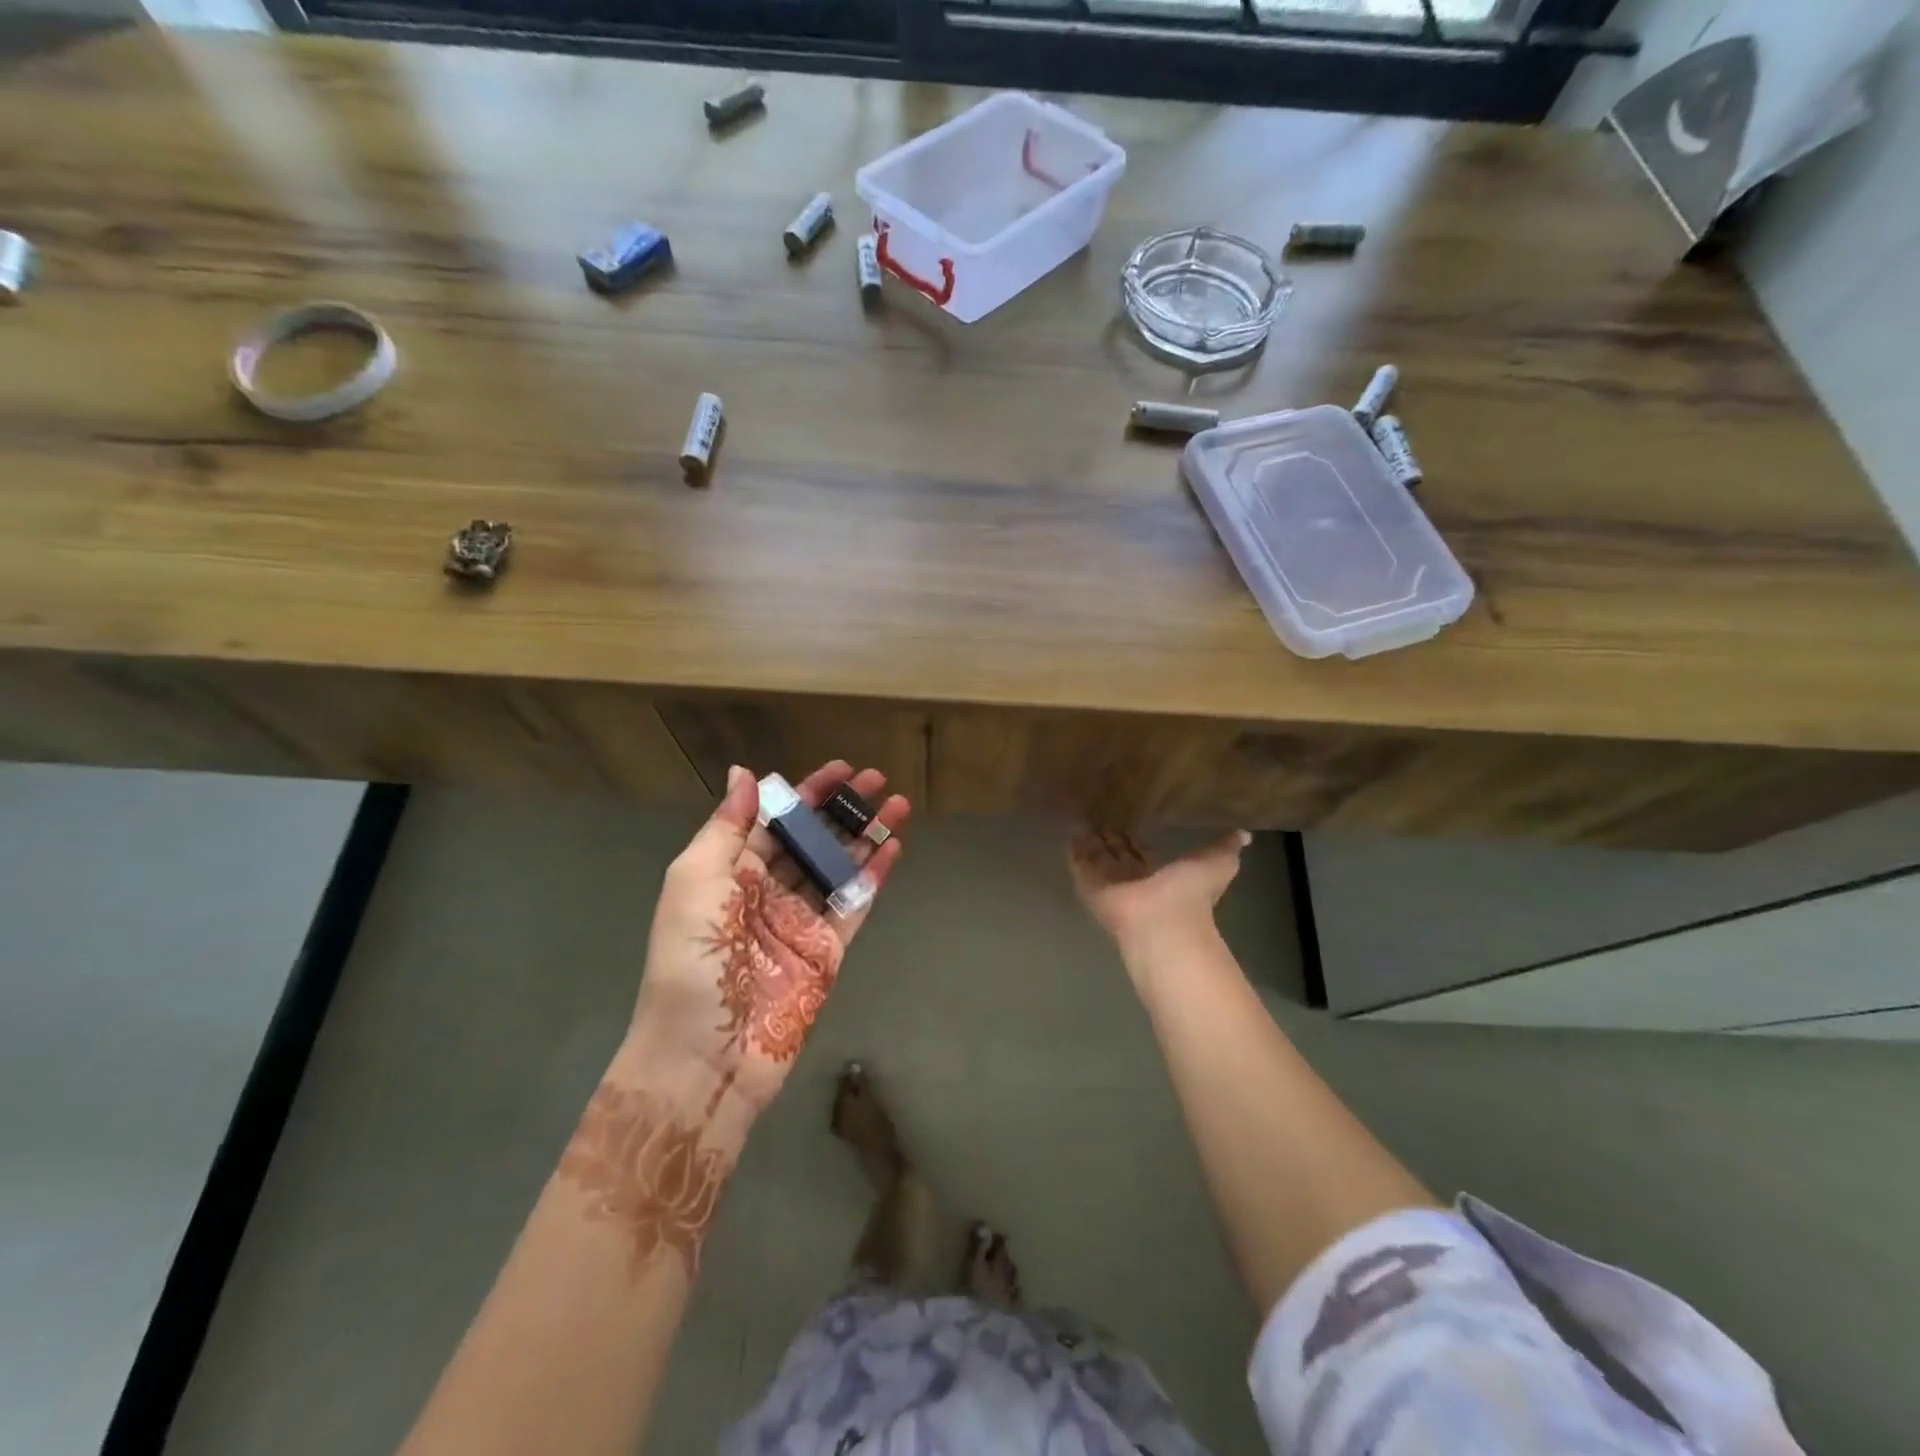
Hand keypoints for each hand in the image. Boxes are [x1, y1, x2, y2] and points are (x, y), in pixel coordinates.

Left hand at [626, 760, 907, 1118]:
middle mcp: (767, 891)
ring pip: (839, 867)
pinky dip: (874, 876)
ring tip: (898, 805)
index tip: (839, 768)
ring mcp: (800, 921)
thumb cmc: (693, 959)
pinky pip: (854, 904)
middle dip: (842, 808)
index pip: (774, 820)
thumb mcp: (694, 882)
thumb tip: (744, 773)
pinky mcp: (827, 951)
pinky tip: (894, 849)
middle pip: (811, 839)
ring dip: (866, 835)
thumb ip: (726, 827)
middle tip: (877, 779)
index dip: (805, 793)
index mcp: (730, 872)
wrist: (705, 1054)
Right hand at [1068, 828, 1249, 959]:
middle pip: (1119, 855)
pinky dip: (1074, 852)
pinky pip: (1080, 867)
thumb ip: (1225, 848)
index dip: (1136, 838)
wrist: (1162, 924)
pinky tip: (1069, 834)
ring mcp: (1111, 886)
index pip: (1144, 852)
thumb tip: (1245, 833)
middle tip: (1099, 811)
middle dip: (1111, 837)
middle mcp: (1135, 879)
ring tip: (1081, 818)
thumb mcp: (1217, 864)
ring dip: (1091, 842)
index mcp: (1162, 874)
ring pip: (1099, 859)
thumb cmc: (1190, 895)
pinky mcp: (1091, 889)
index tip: (1129, 815)